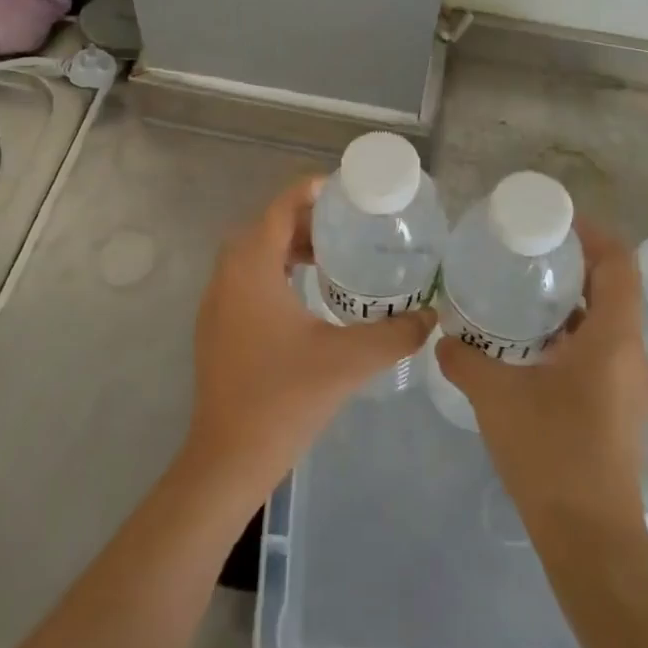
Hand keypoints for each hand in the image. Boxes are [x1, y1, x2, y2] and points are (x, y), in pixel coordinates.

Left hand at [182, 174, 434, 501]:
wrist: (228, 457)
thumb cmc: (284, 398)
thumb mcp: (348, 361)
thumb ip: (394, 334)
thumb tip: (432, 317)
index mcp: (251, 268)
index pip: (280, 208)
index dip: (310, 191)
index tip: (346, 191)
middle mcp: (226, 275)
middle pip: (266, 227)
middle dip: (305, 220)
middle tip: (348, 226)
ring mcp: (216, 302)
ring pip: (253, 254)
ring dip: (289, 247)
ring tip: (333, 258)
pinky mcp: (216, 326)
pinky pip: (246, 279)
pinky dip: (275, 272)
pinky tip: (307, 297)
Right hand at [434, 219, 647, 525]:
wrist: (589, 539)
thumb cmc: (551, 454)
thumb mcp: (497, 398)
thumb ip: (465, 360)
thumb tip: (443, 338)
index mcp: (612, 340)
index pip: (620, 264)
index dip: (594, 234)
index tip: (554, 222)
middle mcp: (630, 355)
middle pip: (614, 288)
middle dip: (575, 263)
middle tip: (528, 252)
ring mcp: (628, 384)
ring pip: (606, 321)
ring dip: (571, 301)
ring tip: (523, 291)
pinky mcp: (618, 407)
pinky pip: (600, 350)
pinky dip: (570, 333)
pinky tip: (528, 345)